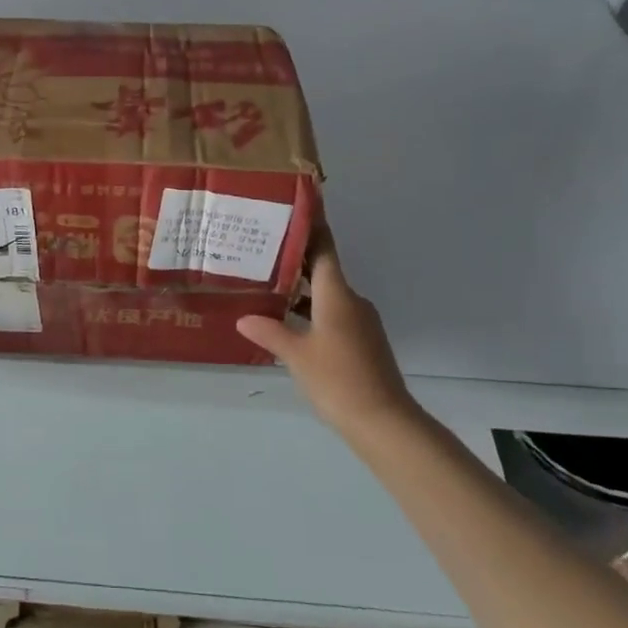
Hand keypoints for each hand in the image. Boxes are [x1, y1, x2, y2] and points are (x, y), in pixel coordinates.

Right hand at [236, 243, 416, 437]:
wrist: (384, 422)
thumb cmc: (338, 379)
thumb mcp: (296, 355)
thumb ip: (269, 332)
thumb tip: (243, 318)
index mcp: (337, 295)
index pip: (323, 248)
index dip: (311, 225)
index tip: (297, 205)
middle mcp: (351, 301)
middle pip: (323, 269)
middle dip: (295, 258)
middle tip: (262, 248)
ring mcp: (360, 322)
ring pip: (327, 295)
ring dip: (301, 289)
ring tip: (267, 286)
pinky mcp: (363, 342)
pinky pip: (333, 314)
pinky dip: (311, 311)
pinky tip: (289, 323)